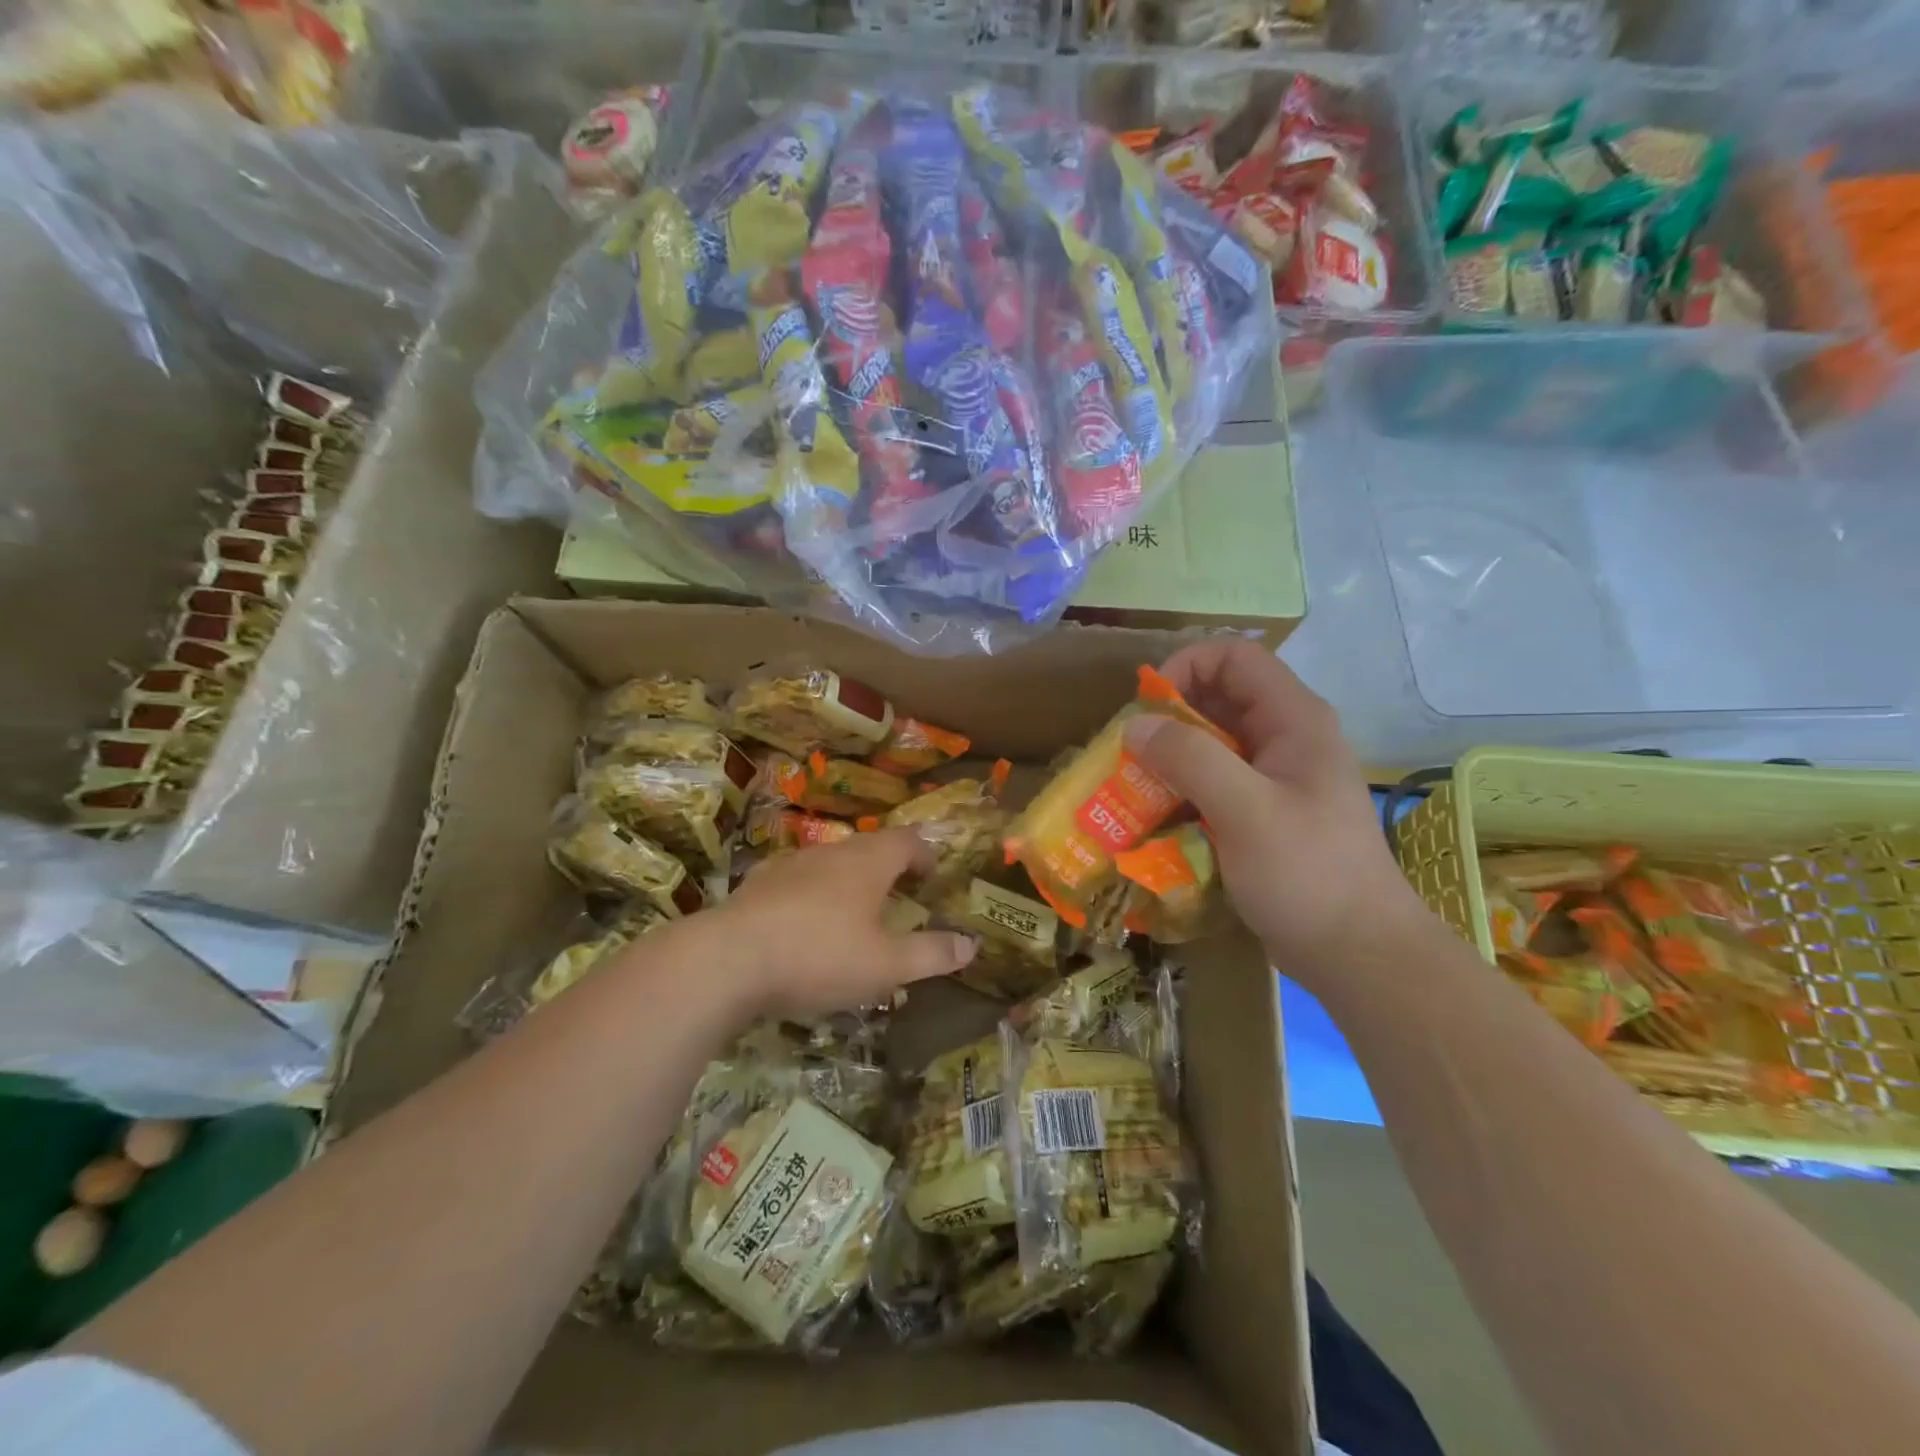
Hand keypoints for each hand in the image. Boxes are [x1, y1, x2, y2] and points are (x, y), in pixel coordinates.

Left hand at [706, 828, 976, 1020]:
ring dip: (849, 881)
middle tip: (900, 897)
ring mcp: (790, 864)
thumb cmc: (820, 956)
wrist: (728, 960)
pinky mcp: (758, 885)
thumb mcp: (886, 965)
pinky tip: (804, 925)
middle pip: (869, 848)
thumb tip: (972, 945)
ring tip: (854, 914)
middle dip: (889, 868)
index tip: (932, 877)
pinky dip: (812, 895)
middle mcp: (831, 852)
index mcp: (868, 862)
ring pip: (831, 863)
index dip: (925, 855)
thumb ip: (931, 954)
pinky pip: (797, 881)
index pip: (908, 841)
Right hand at [1124, 639, 1427, 979]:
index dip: (1186, 666)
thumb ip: (1190, 759)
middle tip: (1128, 754)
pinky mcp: (1262, 814)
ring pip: (1211, 745)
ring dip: (1169, 760)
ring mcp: (1274, 779)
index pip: (1234, 657)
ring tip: (1132, 788)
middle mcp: (1284, 739)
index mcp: (1293, 720)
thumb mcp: (1245, 811)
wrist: (1359, 954)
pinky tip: (1155, 820)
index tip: (1146, 708)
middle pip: (1217, 700)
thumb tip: (1135, 726)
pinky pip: (1213, 785)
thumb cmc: (1308, 874)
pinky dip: (1181, 792)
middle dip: (1168, 720)